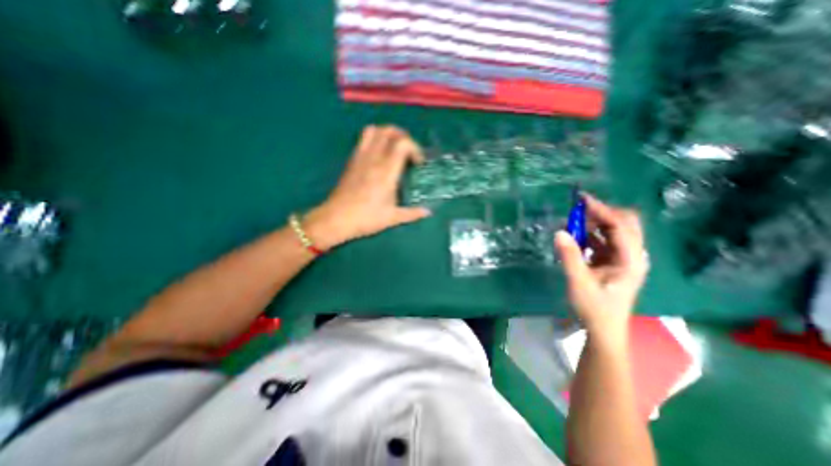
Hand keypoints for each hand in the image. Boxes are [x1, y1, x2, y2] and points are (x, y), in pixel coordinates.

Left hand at [304, 126, 431, 249]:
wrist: (336, 219)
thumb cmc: (366, 219)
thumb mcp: (392, 218)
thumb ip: (412, 213)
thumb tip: (428, 212)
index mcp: (387, 172)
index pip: (403, 144)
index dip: (415, 148)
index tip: (418, 163)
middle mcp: (374, 159)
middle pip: (389, 131)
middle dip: (404, 136)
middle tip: (409, 152)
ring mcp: (361, 157)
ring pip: (375, 130)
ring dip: (388, 134)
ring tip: (395, 148)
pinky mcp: (352, 160)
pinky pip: (364, 139)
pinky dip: (375, 138)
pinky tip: (379, 154)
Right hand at [554, 194, 651, 342]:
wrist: (603, 329)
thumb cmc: (594, 308)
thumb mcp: (579, 283)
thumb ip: (570, 257)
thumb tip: (560, 231)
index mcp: (631, 260)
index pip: (620, 227)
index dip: (602, 210)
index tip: (581, 200)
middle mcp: (632, 255)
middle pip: (624, 223)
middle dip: (602, 213)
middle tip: (577, 211)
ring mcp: (623, 258)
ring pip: (614, 230)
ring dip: (595, 223)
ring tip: (572, 222)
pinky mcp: (612, 261)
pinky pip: (603, 240)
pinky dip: (590, 234)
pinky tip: (575, 236)